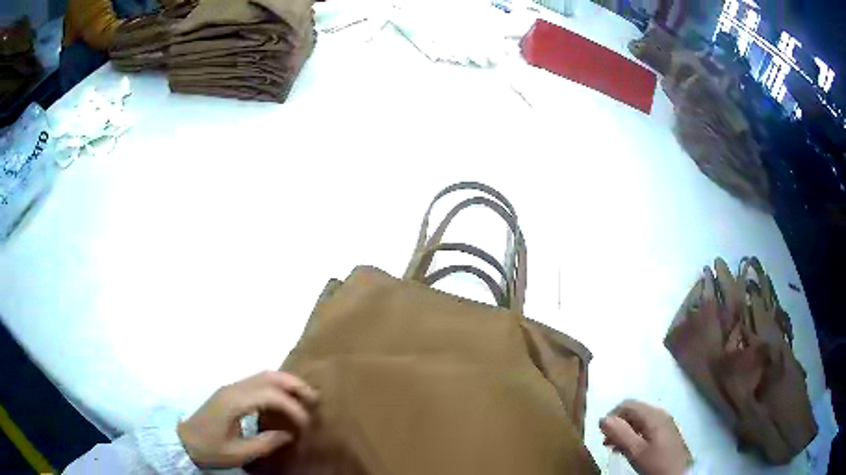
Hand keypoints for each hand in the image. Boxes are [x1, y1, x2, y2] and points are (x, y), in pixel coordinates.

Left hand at [177, 371, 317, 468]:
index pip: (270, 395)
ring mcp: (231, 387)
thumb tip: (289, 434)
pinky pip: (258, 381)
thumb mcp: (238, 453)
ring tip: (305, 397)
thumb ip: (265, 443)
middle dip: (294, 385)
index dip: (292, 407)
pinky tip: (285, 398)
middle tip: (314, 399)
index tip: (306, 424)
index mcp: (233, 402)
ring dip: (286, 382)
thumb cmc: (210, 449)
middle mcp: (233, 388)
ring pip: (263, 375)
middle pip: (268, 376)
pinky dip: (276, 385)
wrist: (184, 440)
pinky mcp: (231, 392)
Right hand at [600, 400, 691, 474]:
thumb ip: (620, 433)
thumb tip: (603, 419)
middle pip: (634, 411)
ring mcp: (664, 423)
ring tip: (613, 447)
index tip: (601, 433)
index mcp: (653, 415)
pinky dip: (633, 435)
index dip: (612, 415)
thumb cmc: (656, 462)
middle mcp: (659, 414)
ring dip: (624, 431)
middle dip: (618, 424)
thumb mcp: (635, 451)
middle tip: (606, 442)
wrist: (679, 473)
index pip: (628, 404)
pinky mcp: (665, 433)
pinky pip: (646, 428)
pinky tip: (628, 449)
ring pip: (639, 421)